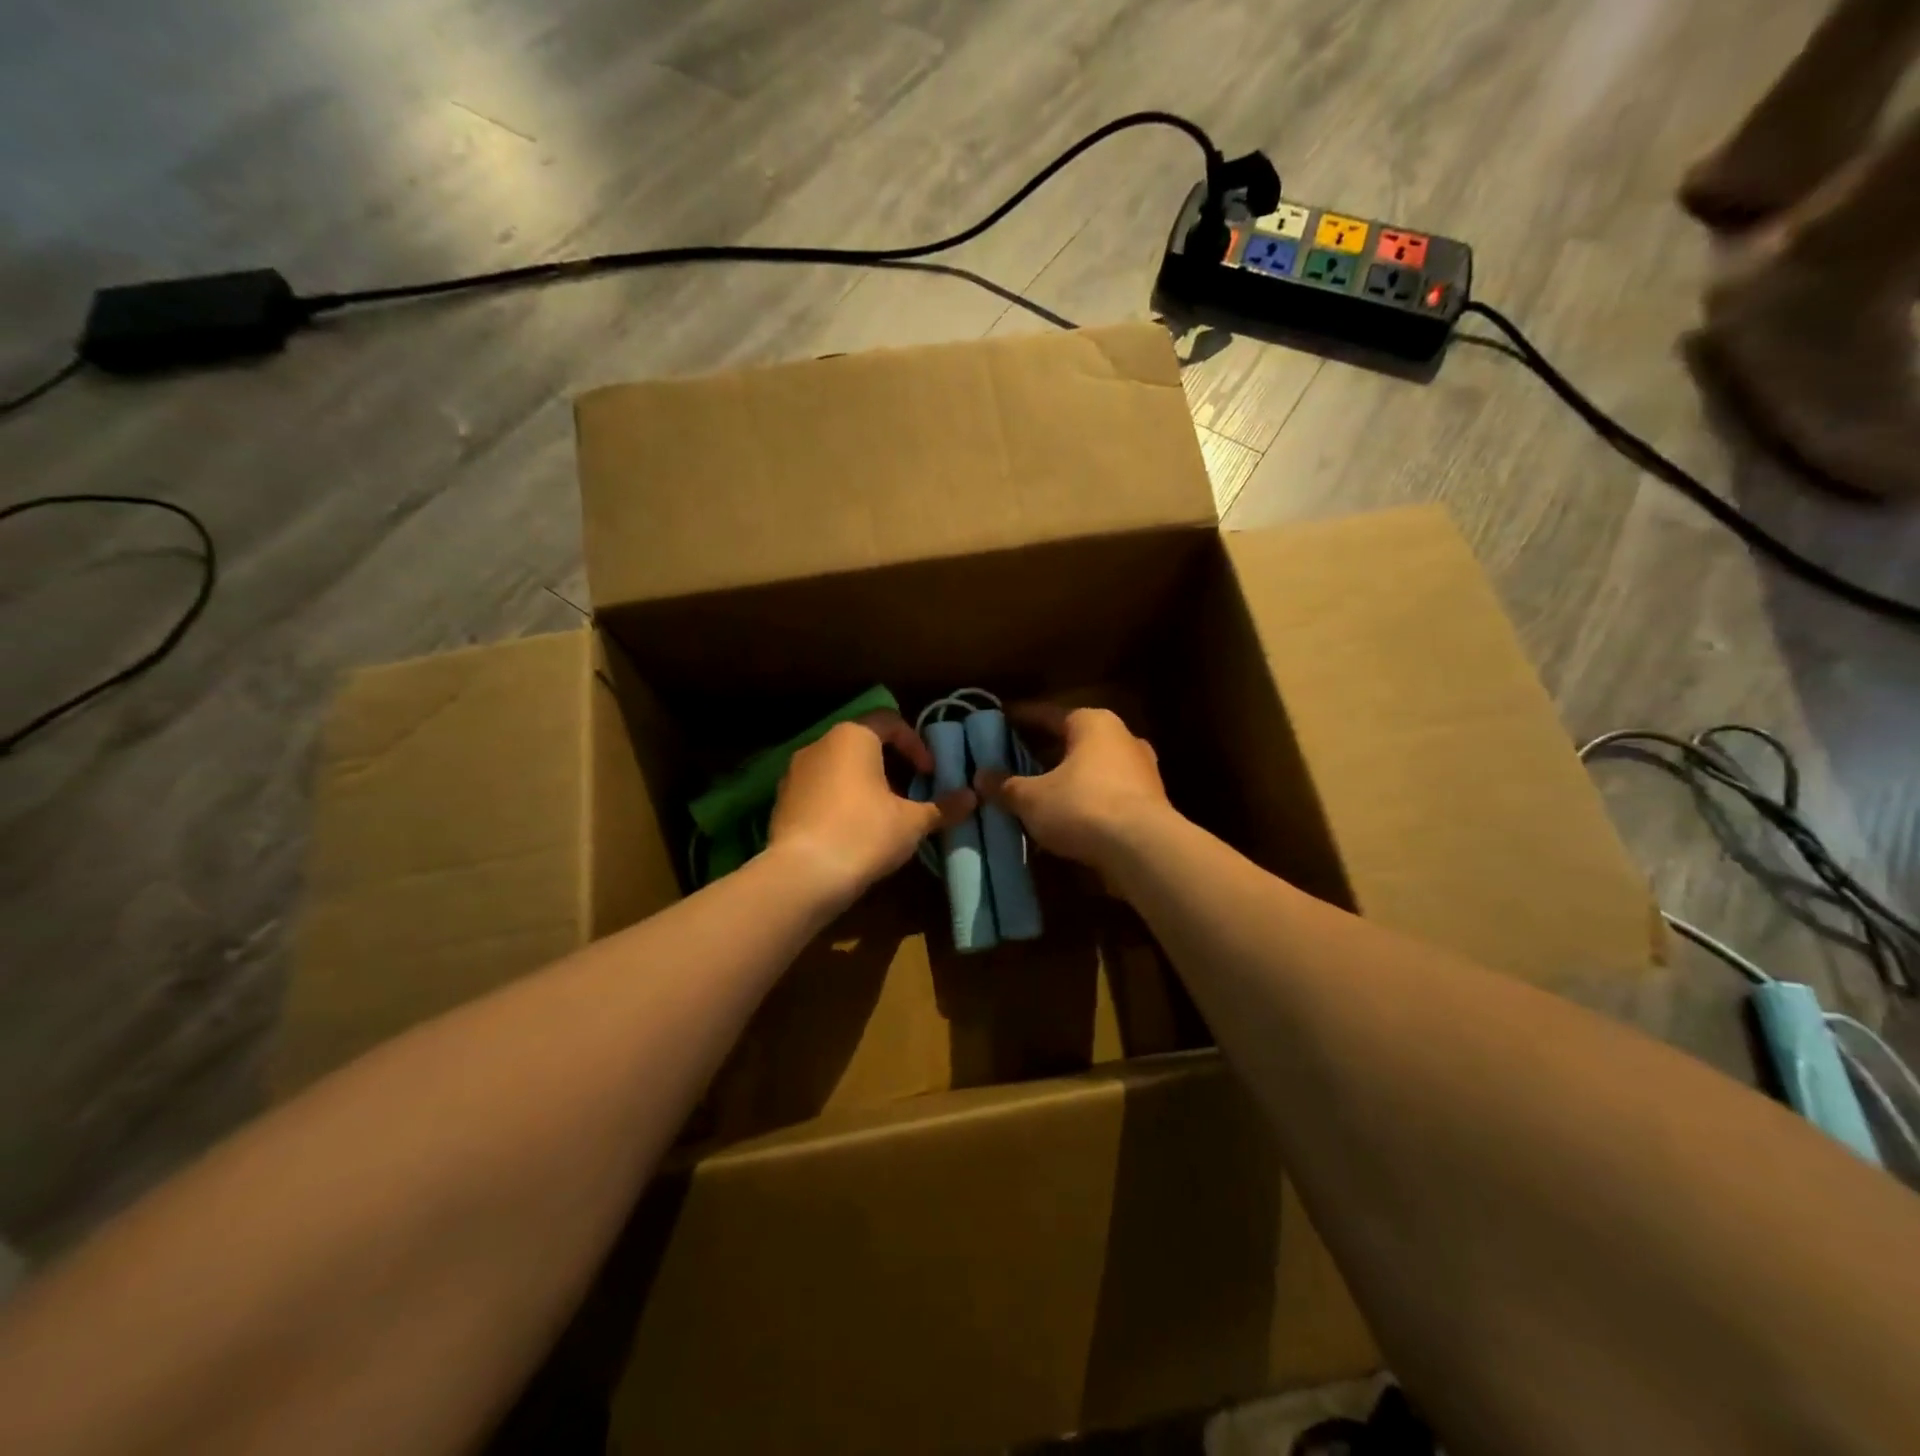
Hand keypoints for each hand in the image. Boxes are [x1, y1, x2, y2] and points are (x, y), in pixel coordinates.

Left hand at [768, 712, 974, 909]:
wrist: (802, 876)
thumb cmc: (864, 834)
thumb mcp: (912, 822)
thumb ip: (943, 807)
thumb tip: (973, 797)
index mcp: (853, 736)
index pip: (890, 721)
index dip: (915, 744)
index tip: (930, 774)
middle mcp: (819, 744)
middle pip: (863, 743)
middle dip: (890, 765)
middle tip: (910, 793)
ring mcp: (794, 772)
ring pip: (839, 767)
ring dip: (864, 784)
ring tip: (883, 815)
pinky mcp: (781, 801)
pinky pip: (819, 790)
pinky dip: (839, 801)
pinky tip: (852, 832)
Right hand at [975, 706, 1173, 876]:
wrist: (1143, 849)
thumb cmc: (1082, 806)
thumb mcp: (1032, 798)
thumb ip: (1005, 785)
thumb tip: (980, 776)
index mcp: (1093, 723)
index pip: (1047, 714)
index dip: (1020, 718)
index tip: (999, 721)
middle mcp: (1121, 737)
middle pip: (1072, 740)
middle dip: (1043, 752)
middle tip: (1013, 760)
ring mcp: (1141, 770)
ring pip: (1091, 769)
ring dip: (1065, 779)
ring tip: (1036, 793)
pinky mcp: (1150, 802)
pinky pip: (1106, 793)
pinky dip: (1084, 801)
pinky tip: (1064, 819)